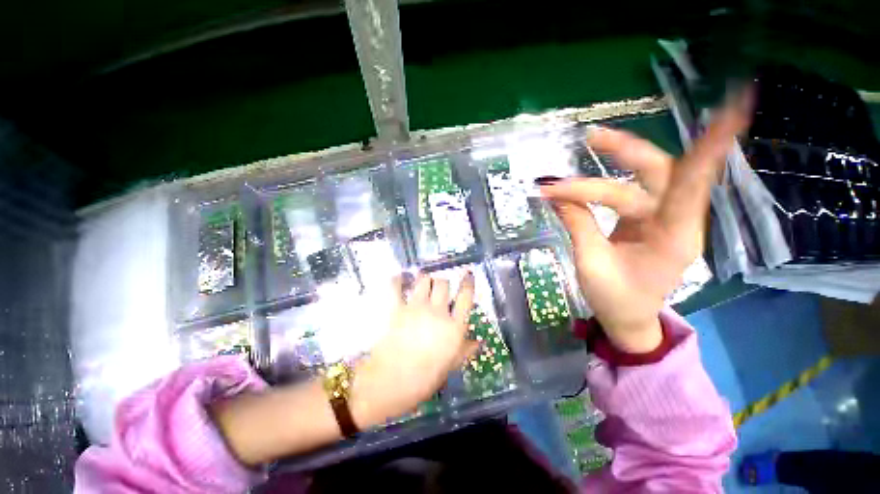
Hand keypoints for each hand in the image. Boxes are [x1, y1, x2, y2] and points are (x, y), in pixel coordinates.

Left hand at [350, 273, 477, 426]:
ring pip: (424, 280)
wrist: (390, 384)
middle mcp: (437, 312)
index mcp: (453, 327)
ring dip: (424, 279)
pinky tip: (400, 278)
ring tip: (422, 282)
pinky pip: (396, 287)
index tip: (468, 275)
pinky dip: (398, 280)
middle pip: (443, 284)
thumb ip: (465, 350)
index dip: (468, 283)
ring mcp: (416, 308)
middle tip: (438, 288)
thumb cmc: (424, 380)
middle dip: (442, 283)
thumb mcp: (450, 366)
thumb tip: (479, 342)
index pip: (466, 297)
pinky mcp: (396, 309)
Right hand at [539, 98, 750, 352]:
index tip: (733, 110)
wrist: (628, 317)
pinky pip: (633, 189)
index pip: (689, 187)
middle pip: (662, 172)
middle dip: (631, 150)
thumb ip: (578, 224)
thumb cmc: (614, 298)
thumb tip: (555, 195)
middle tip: (593, 137)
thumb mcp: (590, 263)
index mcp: (672, 238)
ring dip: (621, 157)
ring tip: (592, 142)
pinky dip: (612, 176)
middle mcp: (675, 221)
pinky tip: (599, 166)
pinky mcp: (648, 219)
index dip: (710, 150)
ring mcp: (663, 218)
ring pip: (648, 176)